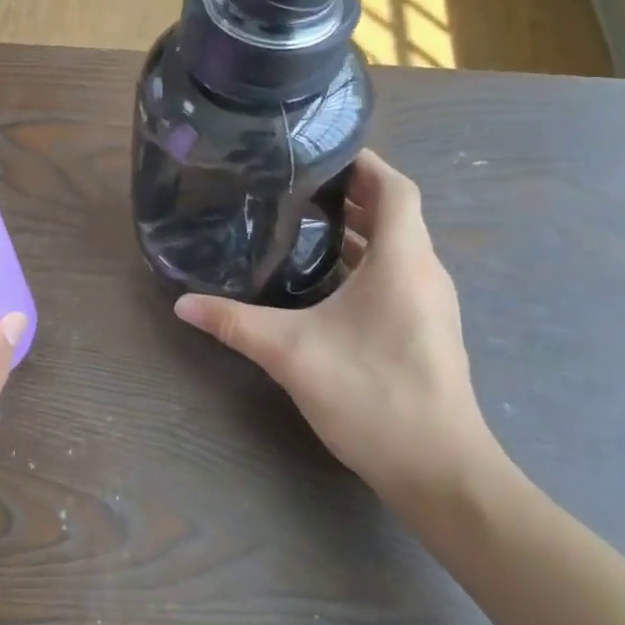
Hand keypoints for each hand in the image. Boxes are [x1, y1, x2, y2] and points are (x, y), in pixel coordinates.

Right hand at [174, 151, 497, 510]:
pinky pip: (400, 272)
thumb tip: (182, 303)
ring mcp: (432, 303)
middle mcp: (425, 272)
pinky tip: (328, 277)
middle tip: (299, 183)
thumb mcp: (292, 353)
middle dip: (354, 192)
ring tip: (307, 219)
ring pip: (399, 245)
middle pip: (397, 212)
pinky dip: (369, 259)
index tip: (322, 151)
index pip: (395, 188)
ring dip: (361, 227)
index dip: (365, 162)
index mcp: (402, 261)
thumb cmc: (373, 396)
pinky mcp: (429, 328)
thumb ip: (234, 323)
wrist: (442, 474)